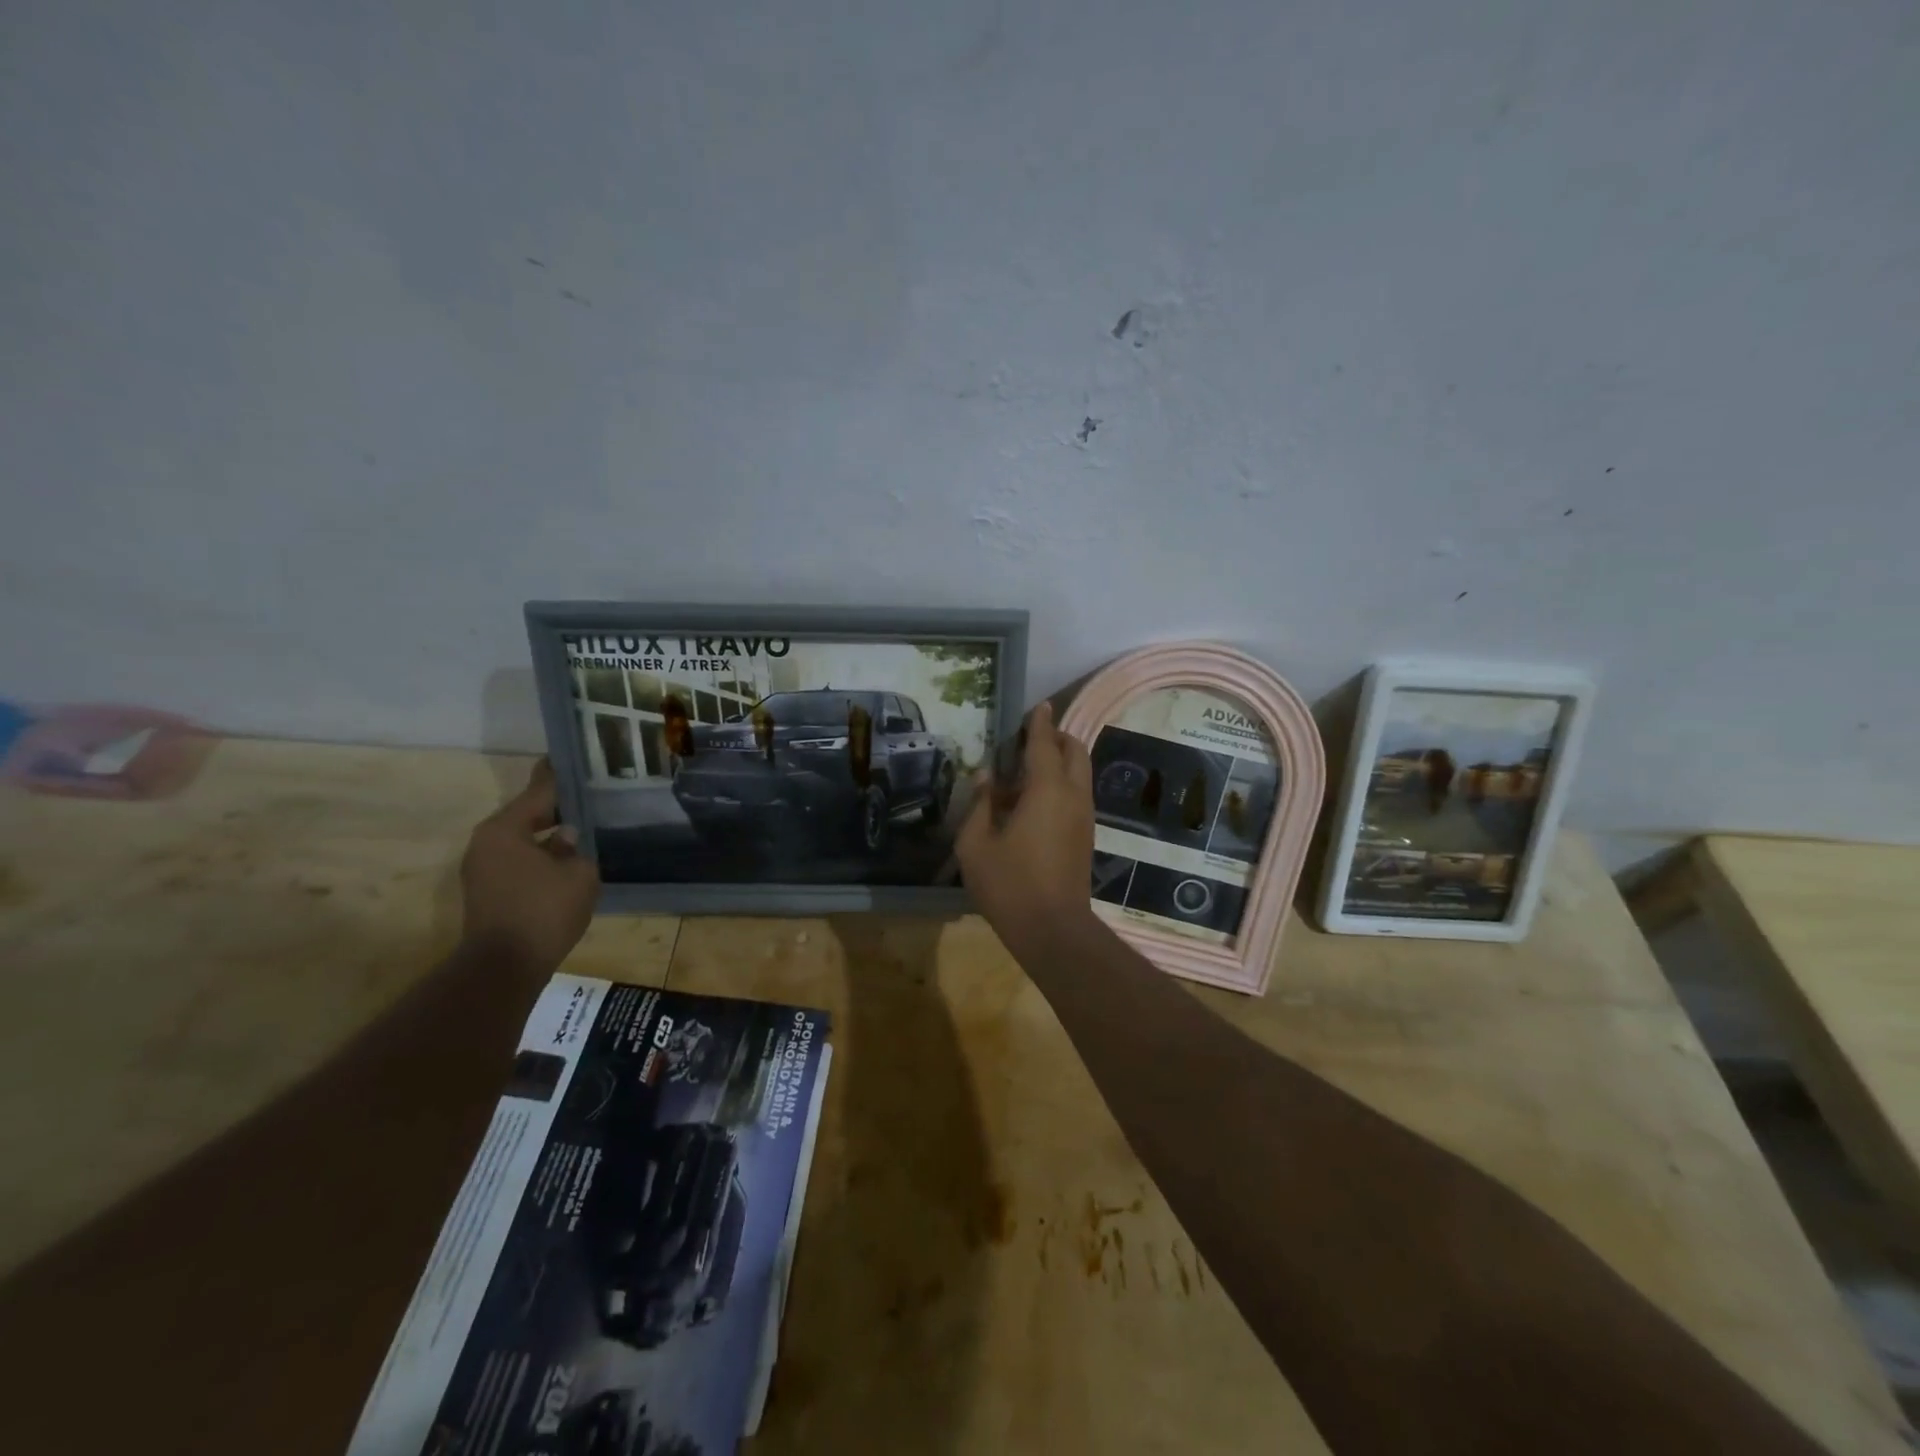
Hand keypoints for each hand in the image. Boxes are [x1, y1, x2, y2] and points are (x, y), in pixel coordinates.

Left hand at [459, 760, 599, 971]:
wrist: (504, 967)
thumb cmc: (544, 911)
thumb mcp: (579, 873)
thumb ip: (576, 847)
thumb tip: (567, 838)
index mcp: (504, 829)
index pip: (538, 791)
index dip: (559, 776)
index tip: (572, 758)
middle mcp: (485, 843)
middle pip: (527, 814)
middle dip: (557, 808)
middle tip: (589, 797)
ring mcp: (481, 869)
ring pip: (522, 839)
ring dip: (548, 835)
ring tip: (582, 828)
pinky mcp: (486, 891)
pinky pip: (518, 861)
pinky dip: (540, 856)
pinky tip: (567, 860)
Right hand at [957, 701, 1098, 955]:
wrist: (1053, 929)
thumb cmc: (1009, 884)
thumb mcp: (975, 845)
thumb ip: (980, 805)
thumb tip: (986, 779)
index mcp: (1047, 790)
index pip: (1045, 744)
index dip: (1040, 723)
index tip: (1038, 706)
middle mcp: (1073, 796)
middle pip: (1076, 752)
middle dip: (1057, 738)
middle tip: (1030, 739)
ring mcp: (1084, 816)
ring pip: (1080, 773)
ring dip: (1060, 762)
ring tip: (1026, 773)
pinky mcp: (1086, 835)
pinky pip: (1078, 794)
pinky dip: (1062, 784)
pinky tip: (1034, 802)